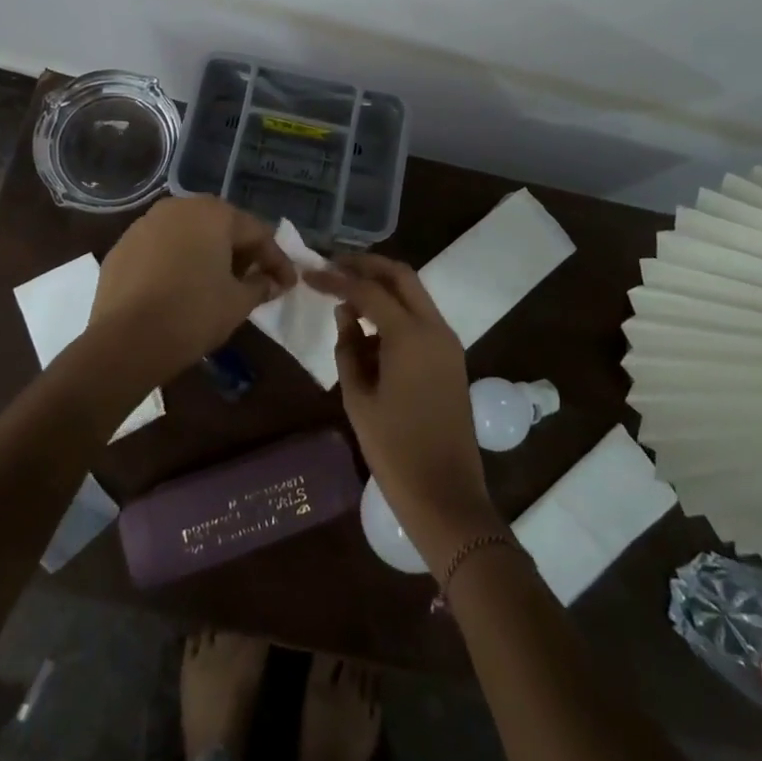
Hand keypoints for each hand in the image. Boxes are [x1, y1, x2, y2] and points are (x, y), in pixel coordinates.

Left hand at [86, 196, 295, 385]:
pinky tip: (181, 286)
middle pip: (221, 226)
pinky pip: (162, 248)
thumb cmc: (193, 314)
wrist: (124, 341)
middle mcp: (179, 207)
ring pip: (189, 234)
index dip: (276, 261)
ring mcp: (146, 223)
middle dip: (242, 252)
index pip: (257, 233)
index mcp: (213, 213)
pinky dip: (178, 261)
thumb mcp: (238, 303)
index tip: (288, 284)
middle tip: (255, 280)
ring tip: (218, 283)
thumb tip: (271, 282)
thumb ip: (261, 285)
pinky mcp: (123, 245)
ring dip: (208, 254)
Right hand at [306, 255, 504, 567]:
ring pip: (414, 295)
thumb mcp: (358, 398)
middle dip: (367, 266)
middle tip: (335, 266)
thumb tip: (345, 314)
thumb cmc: (394, 449)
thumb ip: (348, 348)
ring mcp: (448, 343)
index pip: (368, 290)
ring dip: (383, 289)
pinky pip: (421, 320)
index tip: (310, 274)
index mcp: (410, 335)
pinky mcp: (452, 359)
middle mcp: (435, 328)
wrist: (446, 494)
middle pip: (401, 276)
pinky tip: (369, 334)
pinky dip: (396, 314)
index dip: (336, 279)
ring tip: (346, 301)